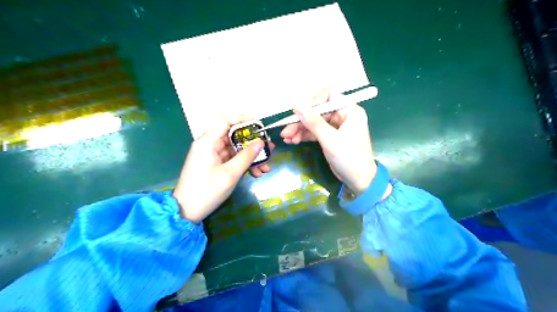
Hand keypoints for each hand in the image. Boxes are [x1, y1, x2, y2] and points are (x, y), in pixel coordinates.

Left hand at [173, 115, 272, 222]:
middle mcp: (209, 145)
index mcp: (208, 142)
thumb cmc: (206, 191)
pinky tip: (257, 173)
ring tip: (267, 166)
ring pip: (236, 149)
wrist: (186, 211)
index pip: (225, 120)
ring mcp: (212, 155)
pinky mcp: (215, 165)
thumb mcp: (230, 174)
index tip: (259, 126)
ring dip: (251, 156)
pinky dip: (244, 164)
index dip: (243, 119)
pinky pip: (233, 159)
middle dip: (253, 143)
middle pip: (234, 136)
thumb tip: (261, 143)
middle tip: (269, 149)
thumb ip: (246, 157)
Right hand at [284, 88, 377, 193]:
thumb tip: (296, 106)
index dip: (313, 103)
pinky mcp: (331, 136)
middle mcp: (343, 115)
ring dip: (300, 129)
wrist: (359, 181)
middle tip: (286, 132)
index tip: (299, 114)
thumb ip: (313, 122)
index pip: (329, 96)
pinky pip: (316, 132)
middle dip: (302, 121)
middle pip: (318, 111)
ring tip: (287, 139)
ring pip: (315, 122)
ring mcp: (337, 126)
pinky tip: (293, 141)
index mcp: (349, 110)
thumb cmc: (349, 158)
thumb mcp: (330, 139)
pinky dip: (305, 135)